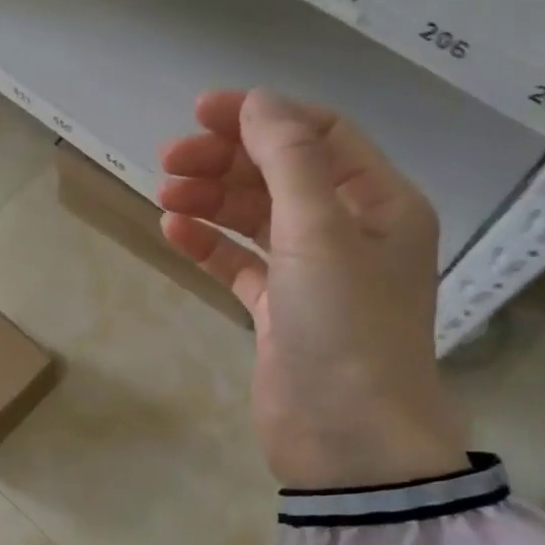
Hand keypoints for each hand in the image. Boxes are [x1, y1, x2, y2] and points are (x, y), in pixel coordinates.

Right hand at [158, 90, 465, 488]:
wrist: (347, 441)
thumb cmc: (344, 327)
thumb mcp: (320, 232)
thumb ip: (288, 159)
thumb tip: (257, 102)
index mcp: (379, 202)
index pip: (319, 134)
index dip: (262, 116)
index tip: (202, 112)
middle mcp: (350, 230)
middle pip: (281, 172)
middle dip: (226, 159)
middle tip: (169, 160)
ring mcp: (313, 273)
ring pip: (257, 216)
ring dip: (212, 199)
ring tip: (165, 194)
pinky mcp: (280, 310)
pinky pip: (240, 261)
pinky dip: (209, 243)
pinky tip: (174, 231)